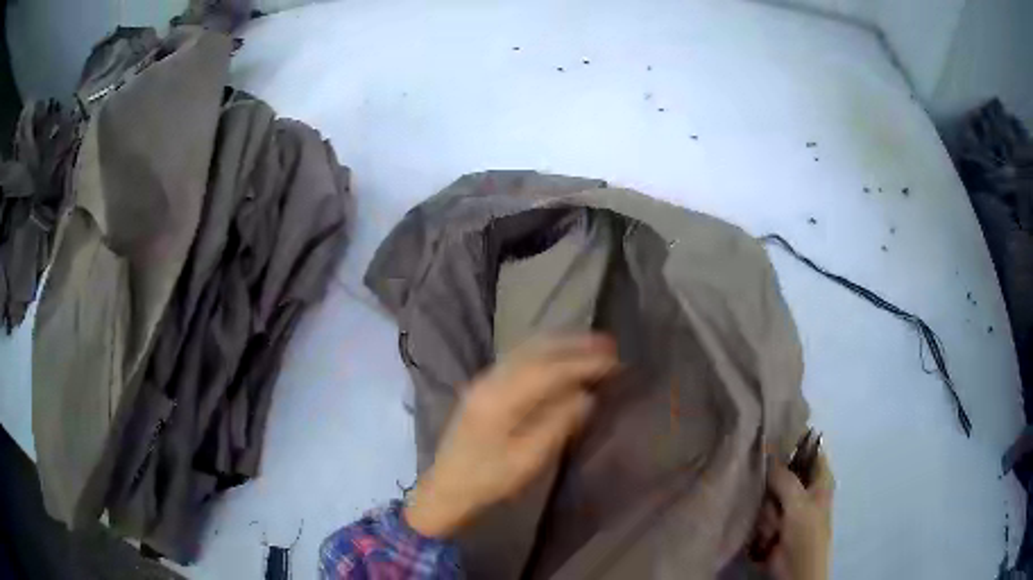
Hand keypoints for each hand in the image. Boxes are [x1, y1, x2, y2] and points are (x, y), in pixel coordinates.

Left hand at [403, 334, 617, 537]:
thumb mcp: (528, 460)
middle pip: (537, 351)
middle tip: (609, 345)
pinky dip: (546, 352)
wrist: (446, 486)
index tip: (614, 362)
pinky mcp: (484, 385)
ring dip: (562, 344)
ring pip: (528, 350)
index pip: (548, 370)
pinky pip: (520, 357)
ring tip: (593, 345)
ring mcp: (484, 379)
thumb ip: (558, 425)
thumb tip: (587, 397)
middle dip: (575, 345)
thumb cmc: (488, 480)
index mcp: (500, 399)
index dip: (583, 363)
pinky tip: (562, 355)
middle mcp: (490, 379)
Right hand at [754, 451, 833, 579]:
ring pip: (770, 494)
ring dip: (768, 511)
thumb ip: (784, 477)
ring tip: (774, 526)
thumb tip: (768, 448)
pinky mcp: (774, 523)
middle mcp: (805, 489)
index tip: (772, 437)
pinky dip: (763, 522)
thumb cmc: (806, 533)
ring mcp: (789, 507)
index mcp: (820, 478)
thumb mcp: (798, 503)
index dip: (794, 441)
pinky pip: (762, 512)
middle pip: (783, 472)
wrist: (795, 570)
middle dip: (773, 486)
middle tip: (773, 497)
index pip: (809, 449)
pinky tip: (768, 534)